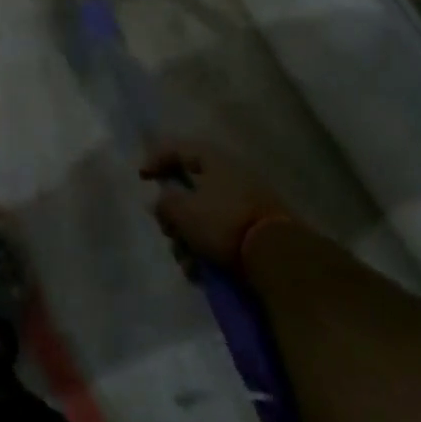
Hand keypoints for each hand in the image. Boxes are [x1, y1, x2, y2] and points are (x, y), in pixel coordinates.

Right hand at [139, 139, 290, 278]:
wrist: (279, 257)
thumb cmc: (223, 223)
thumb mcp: (182, 210)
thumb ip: (164, 203)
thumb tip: (162, 203)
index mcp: (215, 161)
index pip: (179, 149)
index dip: (156, 159)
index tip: (141, 178)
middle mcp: (233, 177)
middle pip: (190, 190)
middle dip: (174, 216)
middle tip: (168, 231)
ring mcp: (247, 204)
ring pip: (204, 218)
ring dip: (188, 240)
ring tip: (187, 263)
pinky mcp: (256, 231)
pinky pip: (221, 236)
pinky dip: (207, 251)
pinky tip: (202, 272)